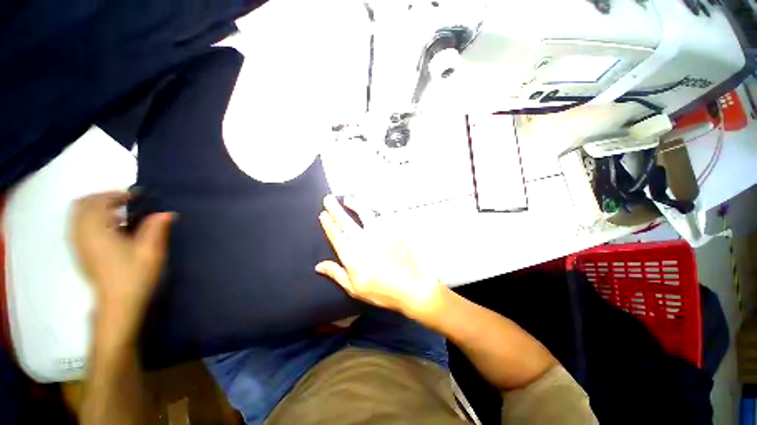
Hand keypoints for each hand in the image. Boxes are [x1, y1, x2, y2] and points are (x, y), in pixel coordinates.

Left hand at [72, 192, 172, 340]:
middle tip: (127, 201)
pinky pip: (79, 225)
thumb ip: (156, 228)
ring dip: (97, 207)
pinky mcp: (80, 252)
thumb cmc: (134, 276)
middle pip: (83, 204)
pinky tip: (112, 228)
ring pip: (78, 214)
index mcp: (96, 232)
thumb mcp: (151, 251)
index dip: (118, 194)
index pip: (99, 201)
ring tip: (121, 212)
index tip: (138, 196)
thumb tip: (166, 213)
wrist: (118, 304)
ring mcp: (77, 244)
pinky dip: (93, 219)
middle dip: (104, 197)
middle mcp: (80, 234)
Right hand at [316, 195, 444, 319]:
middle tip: (328, 199)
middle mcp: (363, 239)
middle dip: (334, 208)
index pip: (335, 235)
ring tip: (348, 199)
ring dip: (354, 203)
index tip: (323, 214)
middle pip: (345, 220)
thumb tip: (318, 265)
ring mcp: (379, 231)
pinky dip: (376, 205)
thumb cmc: (383, 291)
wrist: (412, 287)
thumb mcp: (355, 288)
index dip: (328, 223)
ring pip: (363, 211)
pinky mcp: (394, 227)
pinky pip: (384, 211)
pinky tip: (372, 203)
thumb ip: (336, 274)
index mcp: (352, 254)